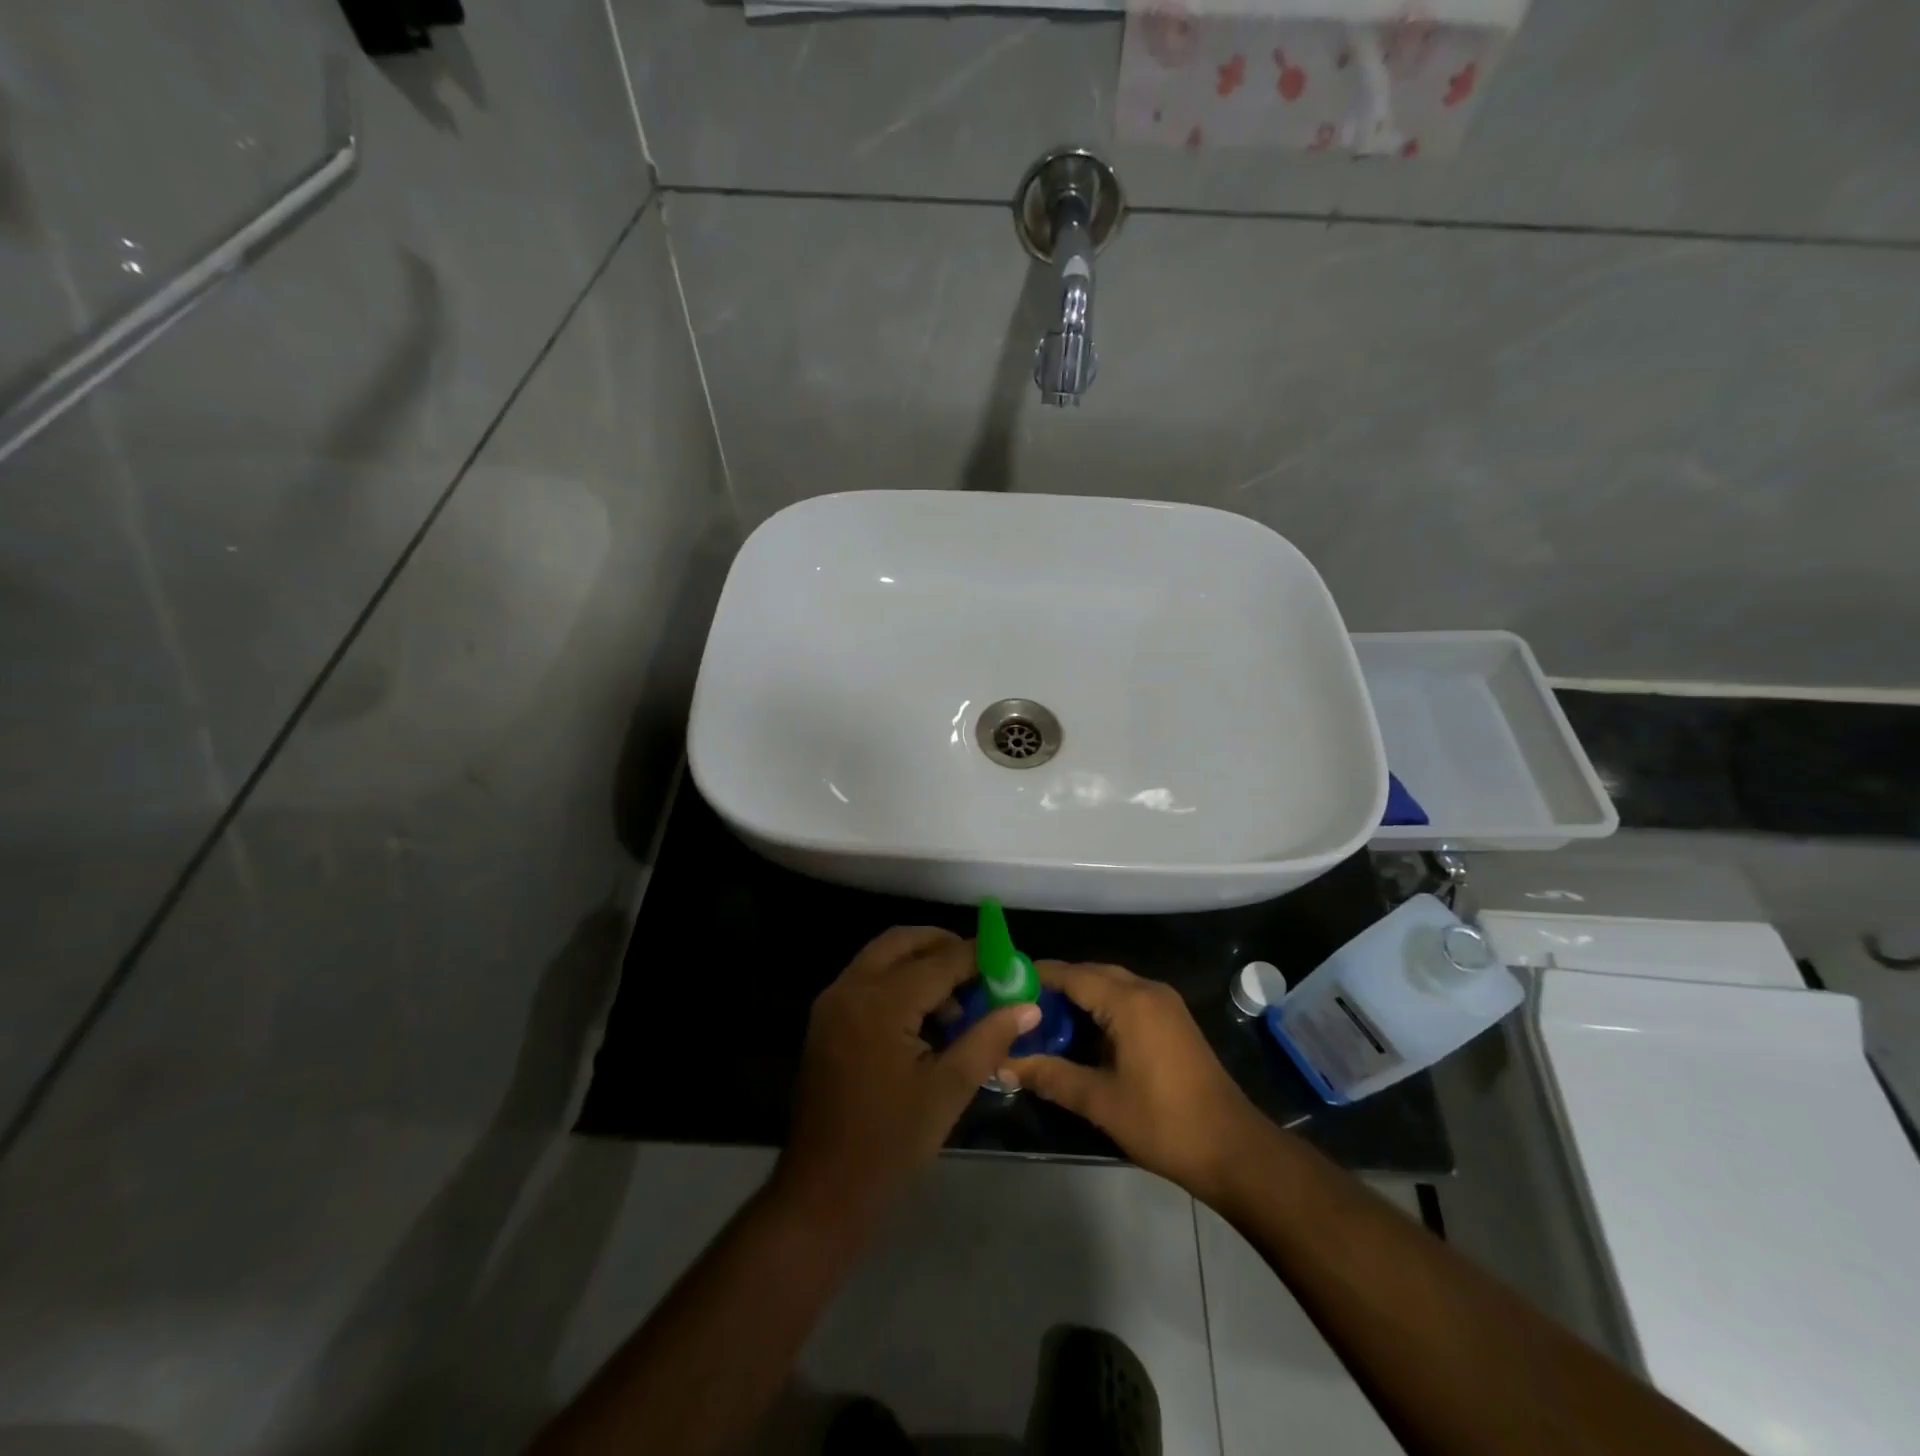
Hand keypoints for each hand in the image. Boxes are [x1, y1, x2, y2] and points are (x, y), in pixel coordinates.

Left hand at [775, 927, 1040, 1224]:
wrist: (823, 1192)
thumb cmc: (890, 1144)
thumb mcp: (949, 1090)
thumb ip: (989, 1038)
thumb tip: (1028, 1005)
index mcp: (881, 1002)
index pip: (940, 960)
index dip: (979, 957)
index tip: (1010, 962)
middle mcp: (851, 988)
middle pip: (903, 941)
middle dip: (944, 945)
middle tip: (982, 969)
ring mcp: (832, 1003)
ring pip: (882, 955)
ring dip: (920, 961)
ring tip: (958, 999)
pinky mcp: (826, 1020)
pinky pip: (867, 978)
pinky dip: (897, 979)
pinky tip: (925, 1015)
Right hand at [1004, 961, 1268, 1203]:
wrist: (1233, 1149)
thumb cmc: (1163, 1122)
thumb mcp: (1100, 1101)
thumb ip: (1050, 1076)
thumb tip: (1002, 1064)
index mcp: (1129, 1002)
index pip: (1072, 974)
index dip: (1037, 976)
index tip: (1003, 985)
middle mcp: (1147, 990)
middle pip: (1091, 973)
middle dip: (1056, 985)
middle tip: (1019, 1005)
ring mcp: (1164, 1003)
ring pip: (1111, 984)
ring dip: (1079, 995)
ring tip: (1043, 1018)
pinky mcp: (1173, 1020)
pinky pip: (1127, 997)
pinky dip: (1101, 1006)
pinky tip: (1081, 1031)